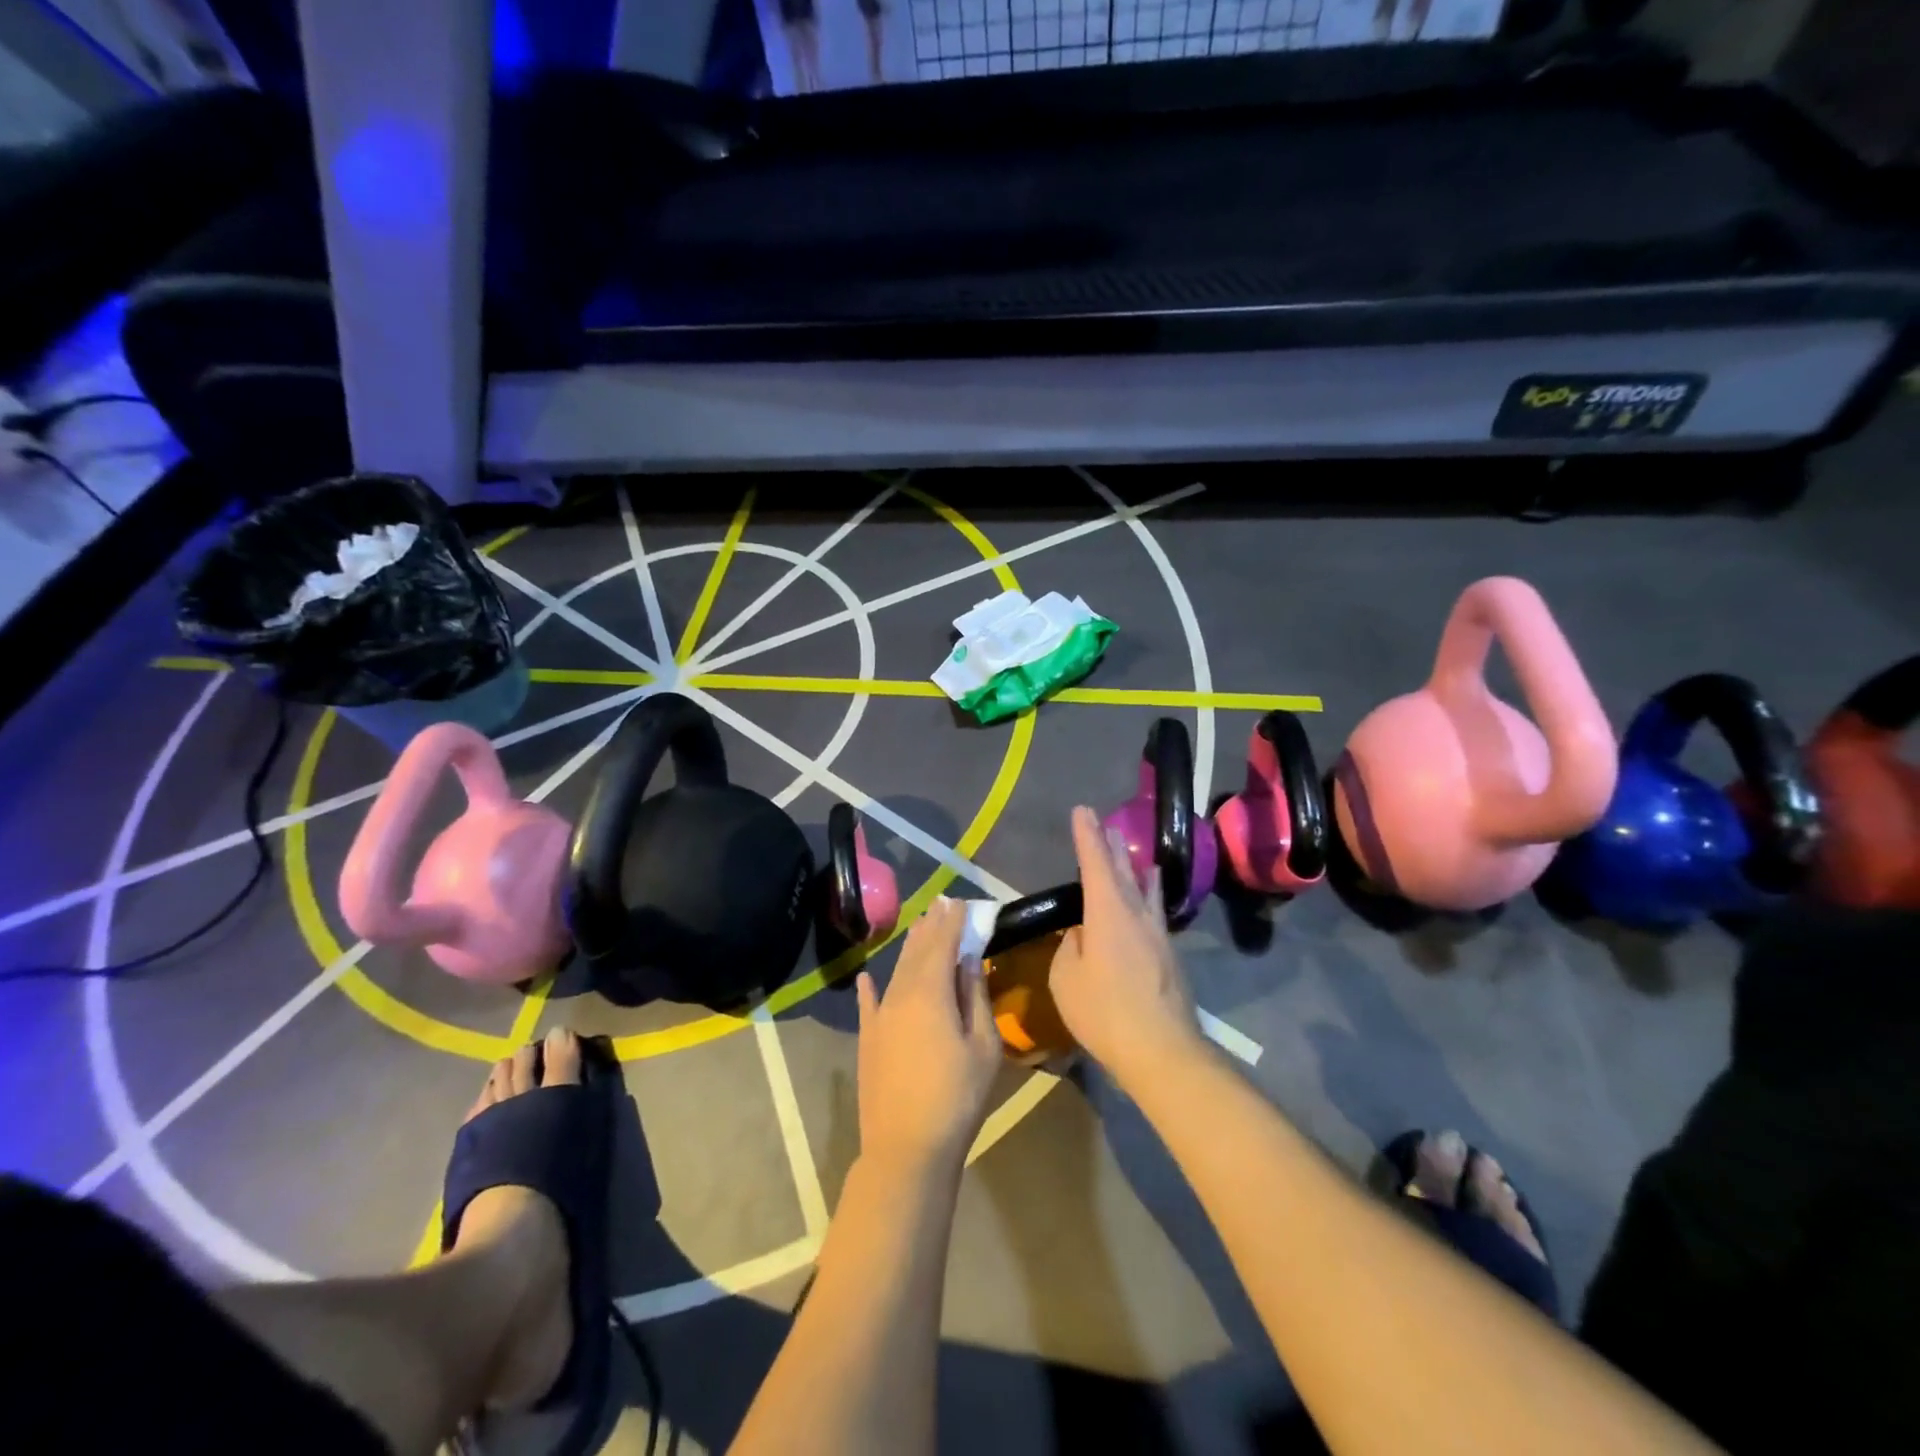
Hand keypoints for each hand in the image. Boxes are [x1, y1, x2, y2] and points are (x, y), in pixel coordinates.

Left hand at [855, 897, 1001, 1174]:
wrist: (906, 1149)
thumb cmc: (957, 1097)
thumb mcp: (983, 1047)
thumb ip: (975, 997)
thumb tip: (969, 961)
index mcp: (931, 992)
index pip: (942, 944)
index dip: (952, 922)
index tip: (959, 902)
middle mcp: (900, 994)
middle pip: (917, 952)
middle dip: (930, 927)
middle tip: (940, 904)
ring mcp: (880, 1017)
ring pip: (896, 972)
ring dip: (909, 949)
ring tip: (919, 928)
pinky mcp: (868, 1040)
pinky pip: (869, 1004)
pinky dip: (870, 988)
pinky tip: (866, 977)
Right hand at [1050, 806, 1203, 1086]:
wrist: (1162, 1050)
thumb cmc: (1105, 1012)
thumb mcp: (1067, 979)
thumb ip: (1071, 948)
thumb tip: (1082, 934)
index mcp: (1108, 912)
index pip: (1094, 863)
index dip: (1086, 836)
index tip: (1082, 810)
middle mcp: (1137, 913)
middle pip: (1123, 870)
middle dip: (1109, 845)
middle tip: (1103, 821)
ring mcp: (1158, 934)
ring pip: (1144, 888)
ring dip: (1132, 866)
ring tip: (1128, 849)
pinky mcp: (1169, 955)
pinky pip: (1153, 910)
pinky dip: (1145, 893)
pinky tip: (1146, 897)